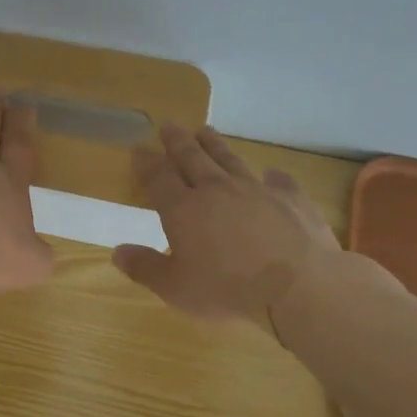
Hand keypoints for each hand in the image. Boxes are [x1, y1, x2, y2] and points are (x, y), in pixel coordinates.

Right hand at [113, 125, 345, 320]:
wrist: (298, 286)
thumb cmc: (227, 290)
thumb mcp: (175, 288)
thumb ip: (145, 268)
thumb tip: (117, 252)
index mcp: (183, 209)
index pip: (159, 178)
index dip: (147, 163)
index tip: (139, 149)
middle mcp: (216, 190)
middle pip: (192, 159)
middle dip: (178, 142)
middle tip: (169, 126)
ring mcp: (256, 190)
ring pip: (230, 160)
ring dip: (216, 146)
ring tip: (206, 131)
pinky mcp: (292, 199)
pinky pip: (279, 181)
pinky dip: (273, 176)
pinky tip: (272, 173)